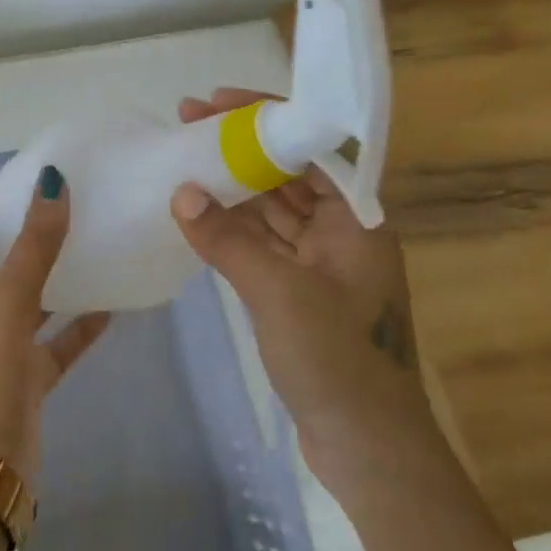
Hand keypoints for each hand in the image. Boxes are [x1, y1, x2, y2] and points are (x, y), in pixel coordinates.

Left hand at [0, 167, 110, 489]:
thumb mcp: (7, 296)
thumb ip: (34, 243)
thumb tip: (53, 181)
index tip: (27, 198)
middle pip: (0, 272)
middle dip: (28, 247)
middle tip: (70, 218)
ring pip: (30, 307)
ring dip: (56, 285)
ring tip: (92, 252)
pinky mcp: (24, 382)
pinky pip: (54, 345)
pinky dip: (76, 328)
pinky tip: (110, 308)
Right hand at [170, 88, 443, 489]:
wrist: (368, 450)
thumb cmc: (337, 361)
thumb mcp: (279, 293)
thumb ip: (228, 240)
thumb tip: (181, 193)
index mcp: (356, 220)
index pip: (310, 147)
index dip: (264, 118)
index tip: (215, 101)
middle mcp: (342, 232)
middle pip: (288, 173)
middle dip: (240, 146)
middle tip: (187, 121)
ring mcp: (321, 263)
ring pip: (271, 207)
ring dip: (232, 184)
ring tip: (185, 157)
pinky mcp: (300, 290)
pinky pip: (262, 241)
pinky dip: (233, 225)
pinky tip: (199, 210)